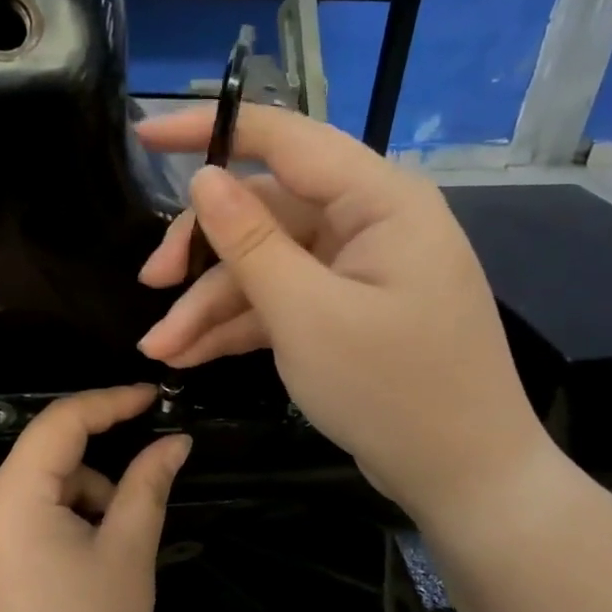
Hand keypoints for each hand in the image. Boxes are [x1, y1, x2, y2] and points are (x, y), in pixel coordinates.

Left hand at [0, 385, 190, 611]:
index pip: (61, 423)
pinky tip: (70, 589)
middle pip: (44, 465)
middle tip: (133, 523)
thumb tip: (174, 441)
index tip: (152, 398)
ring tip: (103, 572)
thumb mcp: (127, 556)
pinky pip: (10, 532)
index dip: (110, 403)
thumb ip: (147, 486)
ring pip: (29, 500)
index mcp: (8, 497)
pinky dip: (48, 535)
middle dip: (96, 479)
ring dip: (74, 512)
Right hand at [135, 106, 551, 531]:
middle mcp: (369, 222)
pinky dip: (238, 324)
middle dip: (203, 251)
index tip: (145, 135)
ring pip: (265, 263)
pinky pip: (282, 299)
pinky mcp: (346, 308)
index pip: (285, 140)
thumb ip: (249, 242)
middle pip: (265, 211)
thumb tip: (204, 178)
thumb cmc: (393, 390)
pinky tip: (189, 355)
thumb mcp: (306, 315)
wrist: (466, 480)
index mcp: (379, 200)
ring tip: (160, 348)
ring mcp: (356, 268)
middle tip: (150, 283)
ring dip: (210, 303)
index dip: (211, 131)